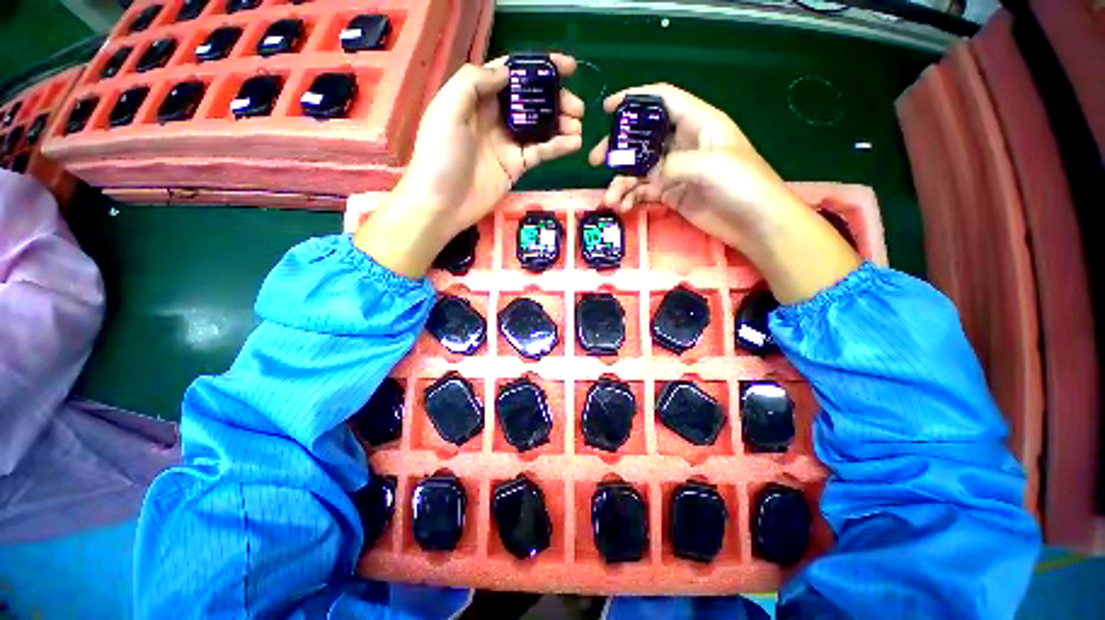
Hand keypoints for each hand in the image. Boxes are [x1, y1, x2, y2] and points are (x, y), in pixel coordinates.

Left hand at [355, 54, 584, 277]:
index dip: (538, 67)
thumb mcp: (448, 108)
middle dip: (555, 99)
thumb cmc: (440, 154)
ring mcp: (507, 143)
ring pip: (539, 127)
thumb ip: (474, 82)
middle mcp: (495, 117)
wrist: (442, 203)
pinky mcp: (516, 166)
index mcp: (477, 97)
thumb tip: (507, 71)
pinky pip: (540, 152)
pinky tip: (574, 144)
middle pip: (531, 101)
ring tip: (579, 125)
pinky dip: (557, 147)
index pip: (512, 74)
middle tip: (577, 106)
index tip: (567, 67)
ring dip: (561, 123)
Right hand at [589, 84, 858, 302]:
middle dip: (619, 149)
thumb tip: (647, 173)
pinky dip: (631, 198)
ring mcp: (676, 171)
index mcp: (698, 123)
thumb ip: (672, 163)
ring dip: (622, 183)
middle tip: (597, 161)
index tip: (607, 109)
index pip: (663, 101)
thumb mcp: (709, 164)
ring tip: (610, 200)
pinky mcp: (672, 194)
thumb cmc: (743, 184)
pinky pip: (644, 192)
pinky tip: (623, 207)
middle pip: (643, 138)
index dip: (635, 100)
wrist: (756, 223)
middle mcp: (684, 144)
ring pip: (640, 170)